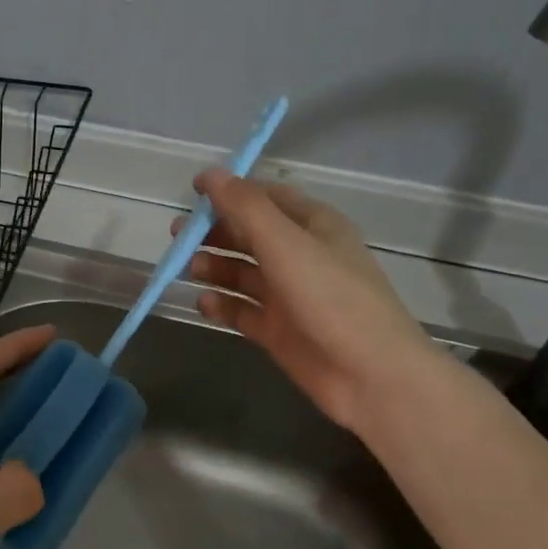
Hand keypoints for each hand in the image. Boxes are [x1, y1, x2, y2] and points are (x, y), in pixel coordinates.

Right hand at [180, 170, 440, 431]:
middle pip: (249, 234)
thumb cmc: (331, 298)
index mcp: (313, 226)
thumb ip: (245, 207)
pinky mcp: (278, 330)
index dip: (231, 191)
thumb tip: (210, 174)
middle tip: (177, 236)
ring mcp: (288, 295)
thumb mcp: (286, 243)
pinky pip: (241, 310)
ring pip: (242, 273)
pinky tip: (203, 303)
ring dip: (214, 267)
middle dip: (214, 231)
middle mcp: (300, 256)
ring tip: (189, 269)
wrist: (370, 374)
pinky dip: (221, 304)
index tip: (192, 192)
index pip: (266, 197)